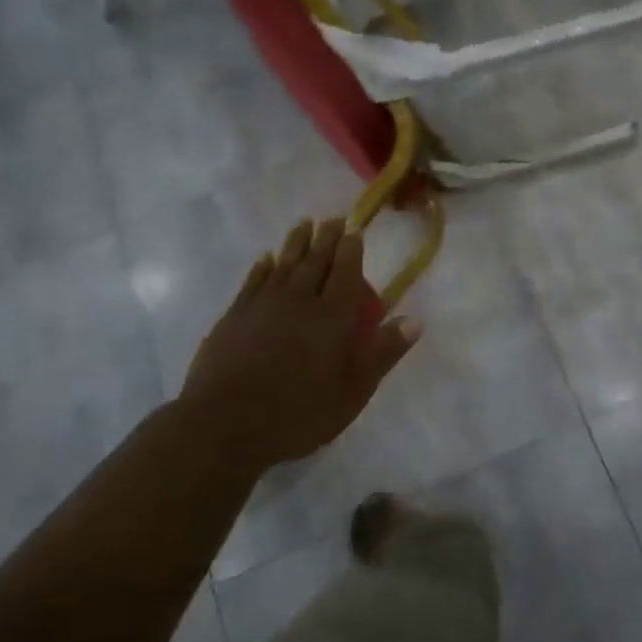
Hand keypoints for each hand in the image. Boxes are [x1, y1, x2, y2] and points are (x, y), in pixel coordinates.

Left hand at [180, 218, 419, 473]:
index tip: (355, 229)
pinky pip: (253, 280)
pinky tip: (266, 258)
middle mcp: (300, 300)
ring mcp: (264, 304)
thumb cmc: (299, 412)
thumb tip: (416, 320)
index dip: (351, 248)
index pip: (346, 271)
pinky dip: (263, 266)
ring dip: (296, 242)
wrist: (226, 423)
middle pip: (316, 260)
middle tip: (334, 219)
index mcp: (333, 316)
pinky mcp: (235, 315)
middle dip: (327, 237)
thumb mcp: (353, 391)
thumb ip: (383, 353)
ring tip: (304, 224)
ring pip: (285, 263)